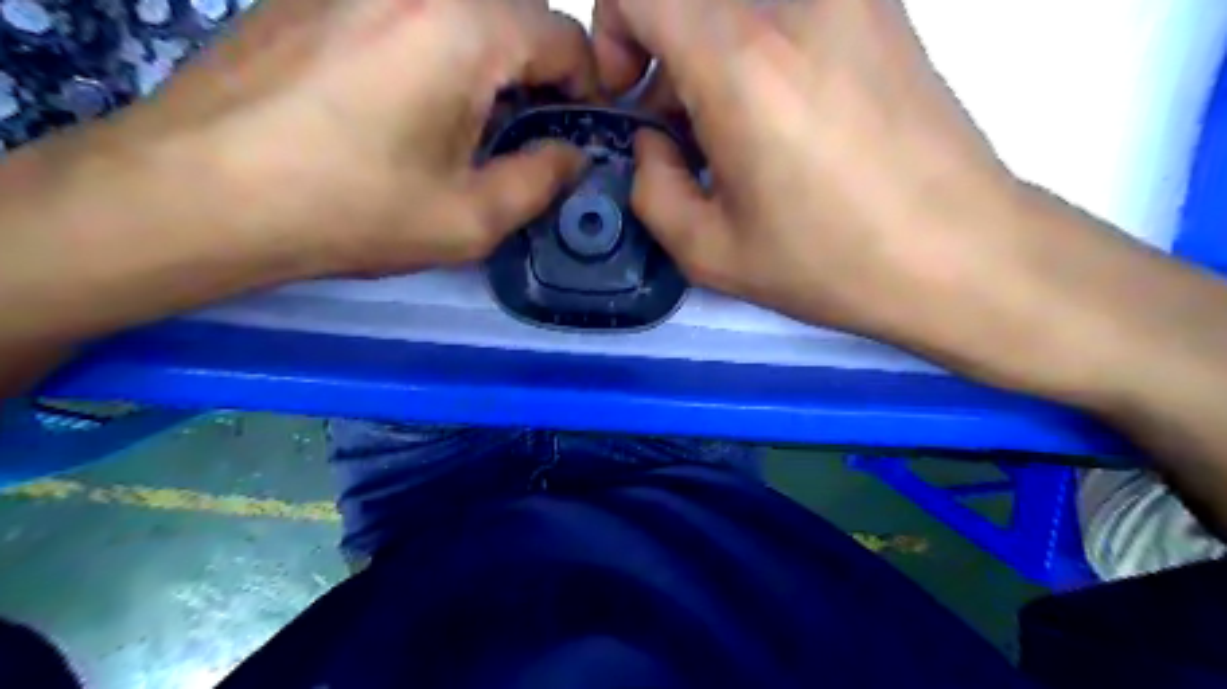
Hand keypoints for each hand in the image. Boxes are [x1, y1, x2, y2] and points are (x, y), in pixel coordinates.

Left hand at [115, 0, 598, 272]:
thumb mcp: (470, 218)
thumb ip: (541, 181)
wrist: (198, 192)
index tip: (573, 132)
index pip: (564, 36)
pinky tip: (405, 103)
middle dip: (537, 74)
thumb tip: (573, 156)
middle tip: (522, 136)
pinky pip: (408, 12)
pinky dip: (434, 50)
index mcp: (464, 27)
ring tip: (465, 124)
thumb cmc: (350, 210)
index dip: (585, 88)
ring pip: (462, 13)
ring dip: (486, 63)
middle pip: (515, 15)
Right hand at [593, 0, 1118, 380]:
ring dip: (714, 52)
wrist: (961, 254)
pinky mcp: (883, 7)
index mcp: (741, 62)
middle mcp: (795, 2)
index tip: (632, 93)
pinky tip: (786, 115)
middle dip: (664, 51)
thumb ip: (651, 189)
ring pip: (741, 7)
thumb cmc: (831, 263)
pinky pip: (790, 10)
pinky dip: (762, 47)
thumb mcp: (710, 253)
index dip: (613, 31)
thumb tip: (653, 141)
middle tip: (683, 127)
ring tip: (737, 129)